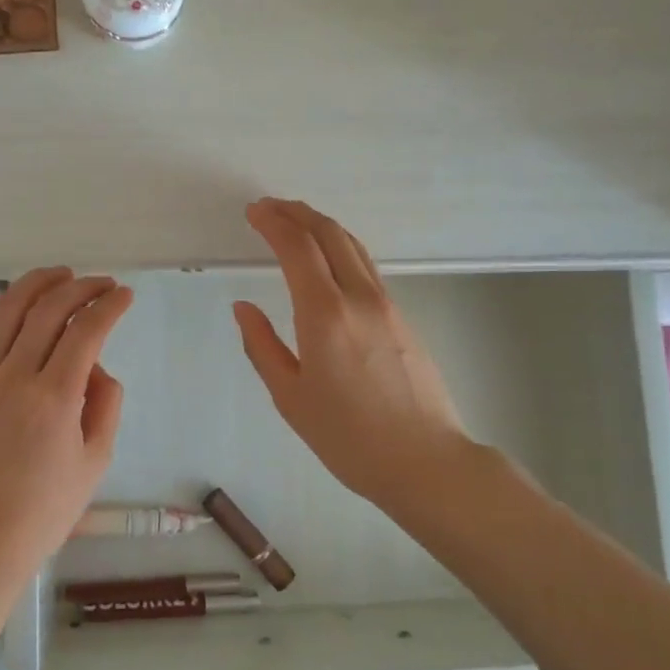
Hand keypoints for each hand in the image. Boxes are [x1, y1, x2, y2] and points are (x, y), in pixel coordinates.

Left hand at [0, 269, 135, 589]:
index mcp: (53, 400)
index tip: (125, 295)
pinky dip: (6, 310)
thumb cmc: (47, 508)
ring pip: (8, 311)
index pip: (86, 332)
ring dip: (38, 284)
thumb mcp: (96, 460)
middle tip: (102, 283)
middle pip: (48, 310)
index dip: (109, 306)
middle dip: (80, 287)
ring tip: (62, 275)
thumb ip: (105, 403)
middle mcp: (14, 379)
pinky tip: (24, 304)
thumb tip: (96, 366)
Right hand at [234, 199, 471, 509]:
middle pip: (329, 233)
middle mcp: (359, 297)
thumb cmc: (349, 437)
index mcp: (325, 314)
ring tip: (295, 222)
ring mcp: (387, 304)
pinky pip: (366, 266)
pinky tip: (328, 259)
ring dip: (321, 225)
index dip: (273, 222)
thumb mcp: (291, 398)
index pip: (297, 247)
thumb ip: (262, 346)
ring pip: (353, 245)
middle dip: (297, 212)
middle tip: (269, 207)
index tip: (254, 212)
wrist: (426, 461)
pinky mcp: (402, 316)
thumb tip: (243, 308)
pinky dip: (340, 247)